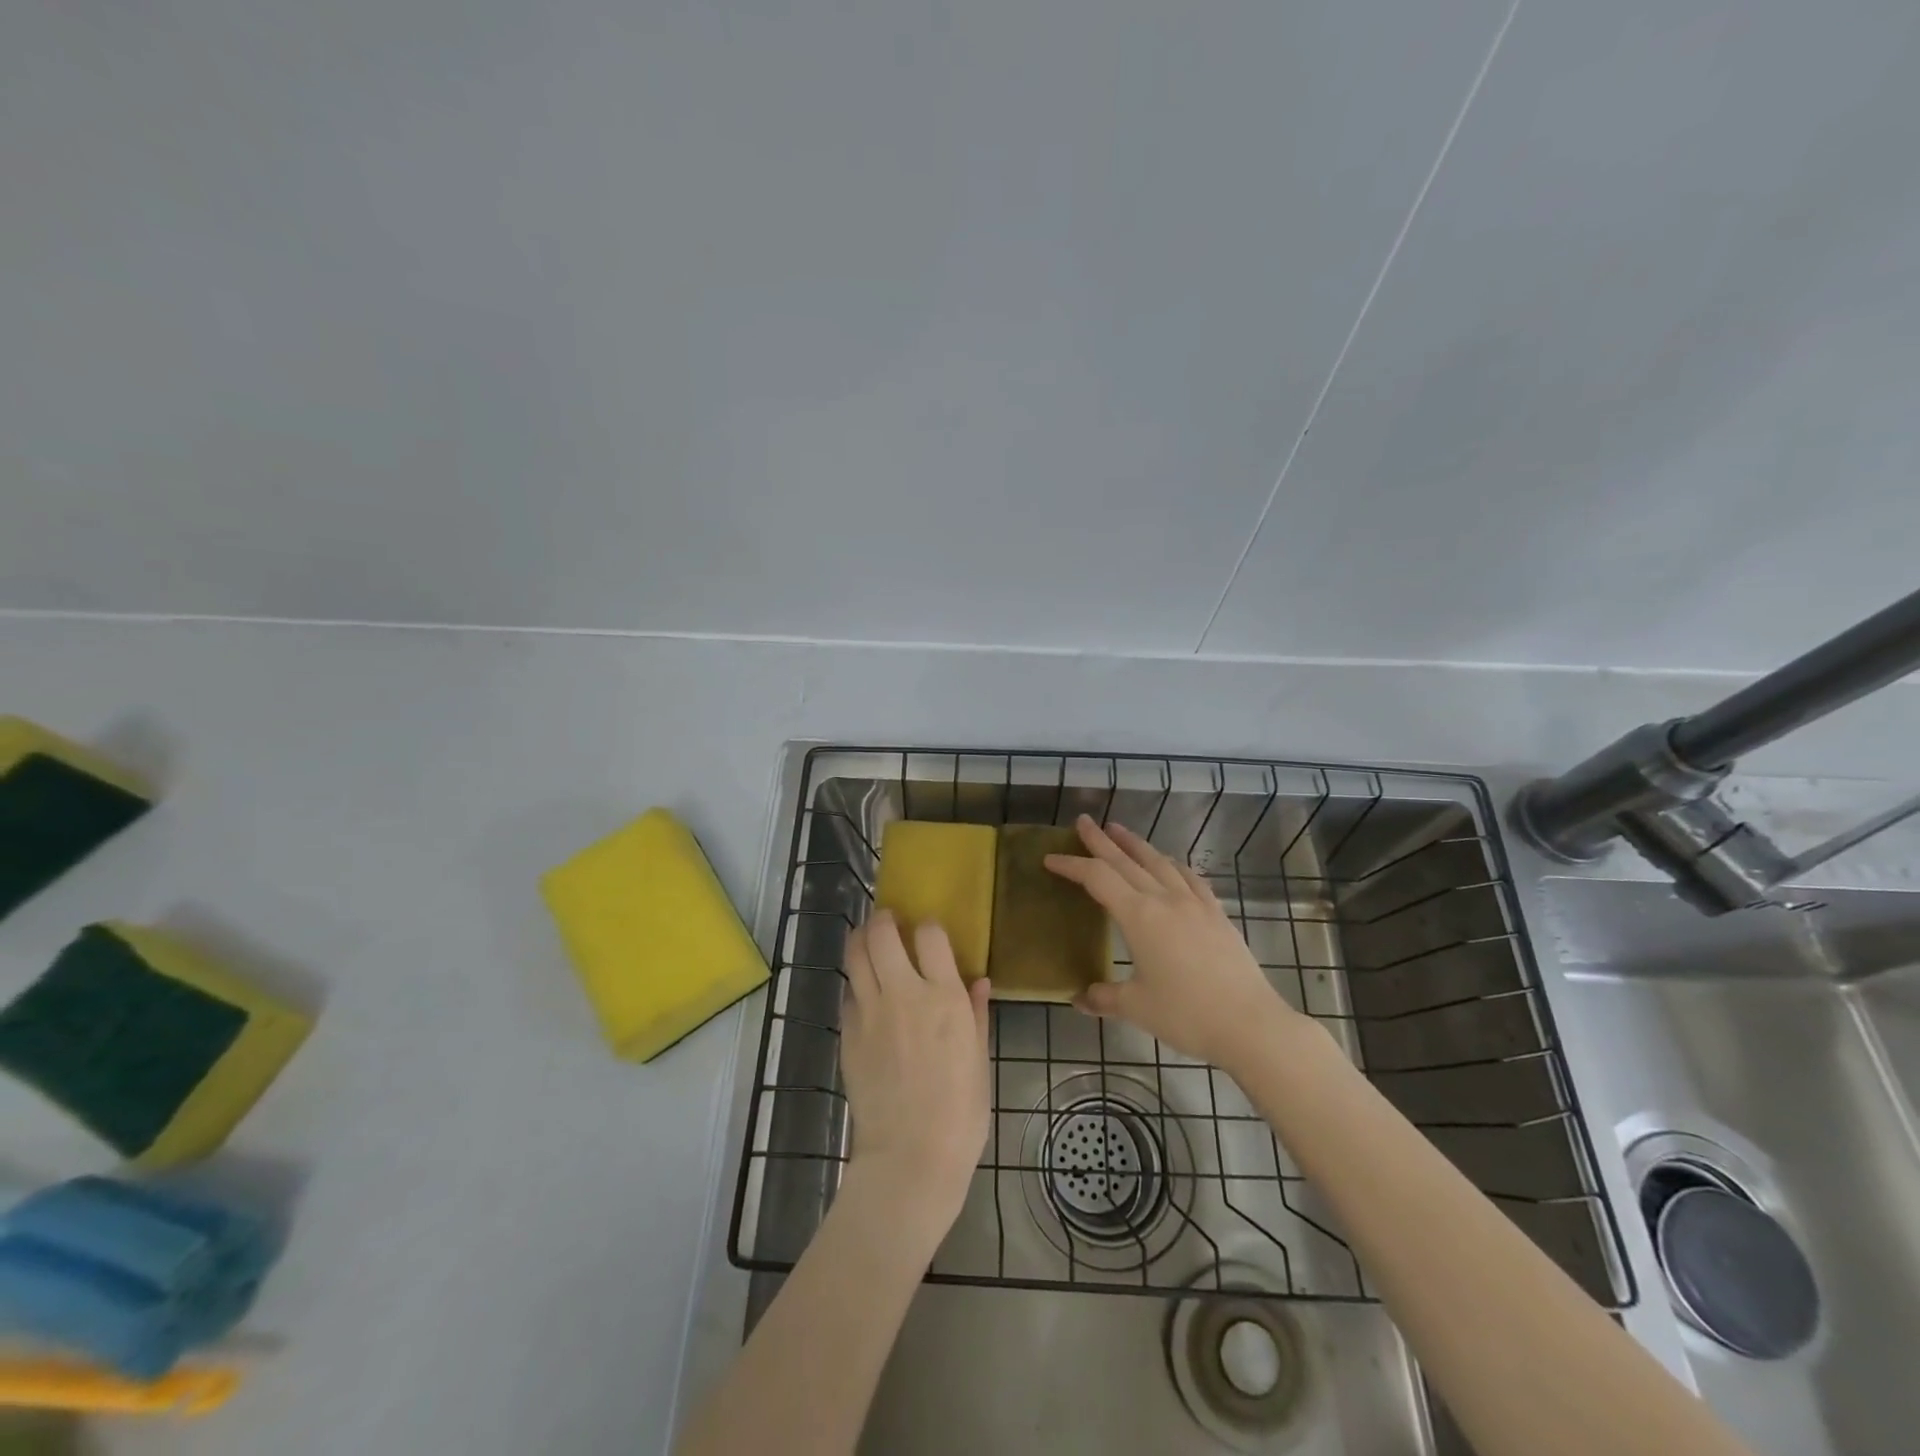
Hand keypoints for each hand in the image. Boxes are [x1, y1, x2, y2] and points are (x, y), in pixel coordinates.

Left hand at [840, 911, 991, 1237]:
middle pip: (882, 934)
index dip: (929, 927)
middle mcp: (904, 994)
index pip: (930, 935)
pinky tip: (863, 995)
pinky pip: (847, 995)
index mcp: (944, 997)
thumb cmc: (960, 1113)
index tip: (928, 932)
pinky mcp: (848, 1034)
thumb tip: (979, 981)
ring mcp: (870, 1012)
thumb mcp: (979, 1061)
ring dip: (861, 940)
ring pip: (855, 955)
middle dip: (883, 920)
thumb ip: (976, 1014)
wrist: (910, 1158)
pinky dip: (855, 986)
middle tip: (888, 922)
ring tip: (867, 940)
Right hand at [1044, 815, 1305, 1070]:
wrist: (1251, 1024)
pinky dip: (1171, 864)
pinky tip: (1169, 863)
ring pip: (1158, 861)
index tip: (1051, 858)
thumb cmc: (1187, 1014)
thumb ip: (1104, 998)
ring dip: (1135, 844)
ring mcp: (1194, 903)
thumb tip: (1079, 999)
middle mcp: (1165, 899)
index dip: (1072, 866)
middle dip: (1100, 840)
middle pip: (1126, 860)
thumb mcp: (1136, 1008)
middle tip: (1083, 822)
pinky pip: (1189, 877)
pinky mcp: (1217, 913)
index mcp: (1139, 916)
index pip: (1098, 878)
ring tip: (1119, 830)